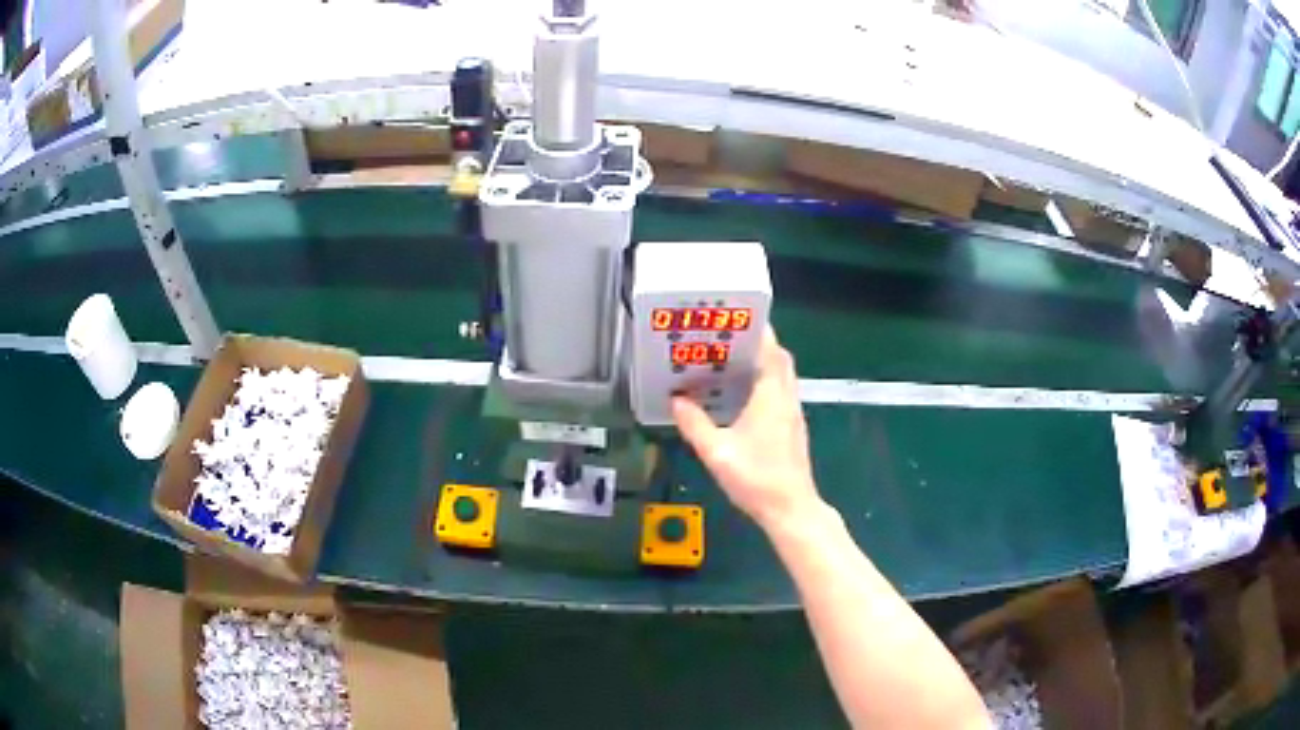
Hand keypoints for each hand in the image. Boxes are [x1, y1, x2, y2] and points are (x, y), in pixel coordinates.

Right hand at [672, 327, 823, 530]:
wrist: (790, 509)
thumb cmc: (756, 479)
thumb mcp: (717, 452)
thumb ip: (695, 424)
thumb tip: (677, 400)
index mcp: (771, 397)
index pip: (771, 351)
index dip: (758, 331)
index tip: (739, 317)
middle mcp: (786, 399)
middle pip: (779, 360)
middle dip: (759, 344)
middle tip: (729, 339)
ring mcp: (793, 414)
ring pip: (782, 377)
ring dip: (763, 364)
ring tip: (731, 363)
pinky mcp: (793, 428)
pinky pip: (780, 393)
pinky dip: (765, 384)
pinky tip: (742, 397)